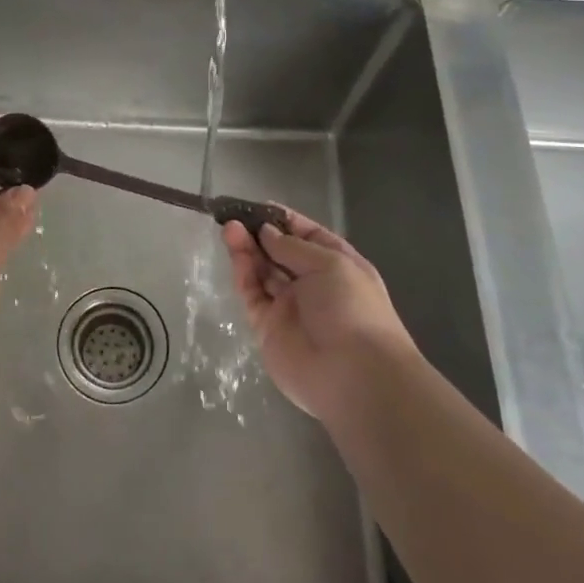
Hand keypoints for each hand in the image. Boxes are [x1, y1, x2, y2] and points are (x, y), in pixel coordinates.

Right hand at [220, 210, 415, 418]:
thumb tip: (266, 233)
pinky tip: (235, 250)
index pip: (309, 236)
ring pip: (263, 271)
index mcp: (338, 266)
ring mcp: (290, 307)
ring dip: (248, 249)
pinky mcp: (267, 327)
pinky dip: (243, 272)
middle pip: (281, 253)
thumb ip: (292, 247)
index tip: (260, 207)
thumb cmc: (352, 308)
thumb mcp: (329, 264)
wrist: (353, 375)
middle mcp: (313, 285)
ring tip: (230, 227)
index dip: (285, 221)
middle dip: (261, 234)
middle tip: (236, 215)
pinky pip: (253, 293)